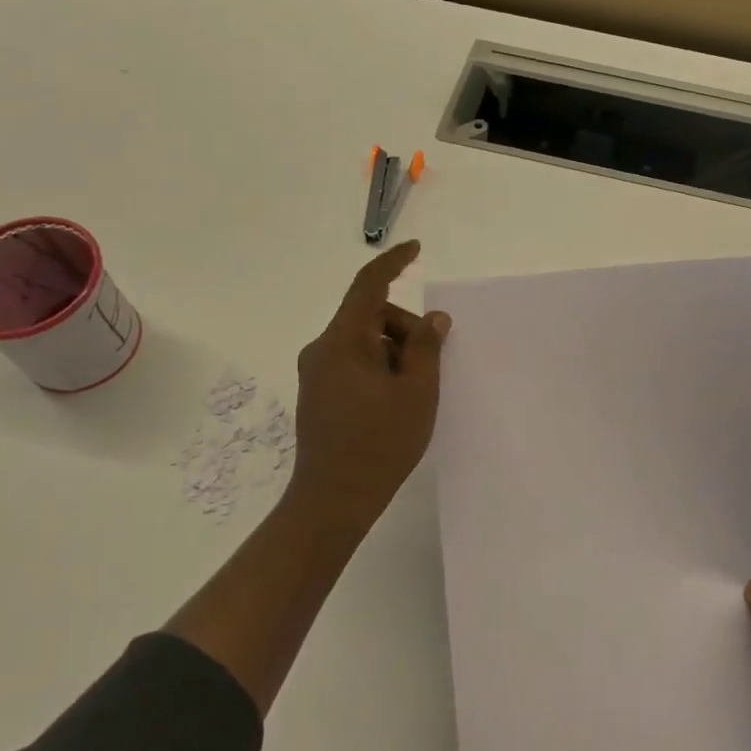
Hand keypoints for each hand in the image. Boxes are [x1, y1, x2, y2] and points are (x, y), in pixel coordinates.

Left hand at [288, 241, 449, 529]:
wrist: (332, 501)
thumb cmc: (379, 443)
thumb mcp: (416, 392)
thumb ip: (426, 347)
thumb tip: (433, 319)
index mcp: (343, 341)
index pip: (368, 286)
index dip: (394, 262)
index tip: (416, 249)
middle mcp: (322, 349)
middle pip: (371, 317)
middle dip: (405, 330)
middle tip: (431, 367)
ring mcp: (317, 372)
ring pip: (365, 342)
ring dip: (394, 353)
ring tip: (414, 394)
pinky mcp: (318, 393)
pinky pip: (354, 362)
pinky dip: (380, 368)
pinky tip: (396, 402)